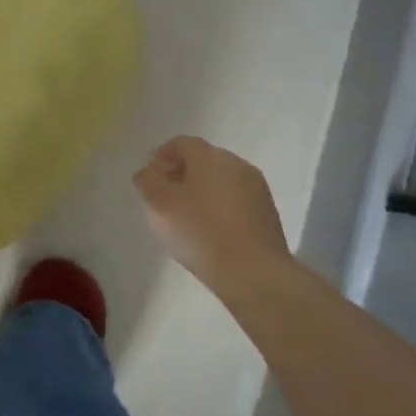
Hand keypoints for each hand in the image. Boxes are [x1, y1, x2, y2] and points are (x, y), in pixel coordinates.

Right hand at [134, 136, 294, 298]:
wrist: (253, 272)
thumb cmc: (200, 232)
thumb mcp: (160, 205)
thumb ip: (148, 181)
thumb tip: (148, 172)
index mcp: (210, 156)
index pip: (180, 143)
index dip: (160, 157)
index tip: (149, 180)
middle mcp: (236, 164)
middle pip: (202, 159)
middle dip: (181, 174)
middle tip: (164, 199)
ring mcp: (256, 187)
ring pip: (220, 180)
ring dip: (201, 191)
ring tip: (186, 218)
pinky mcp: (267, 211)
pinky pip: (235, 199)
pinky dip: (219, 206)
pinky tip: (210, 230)